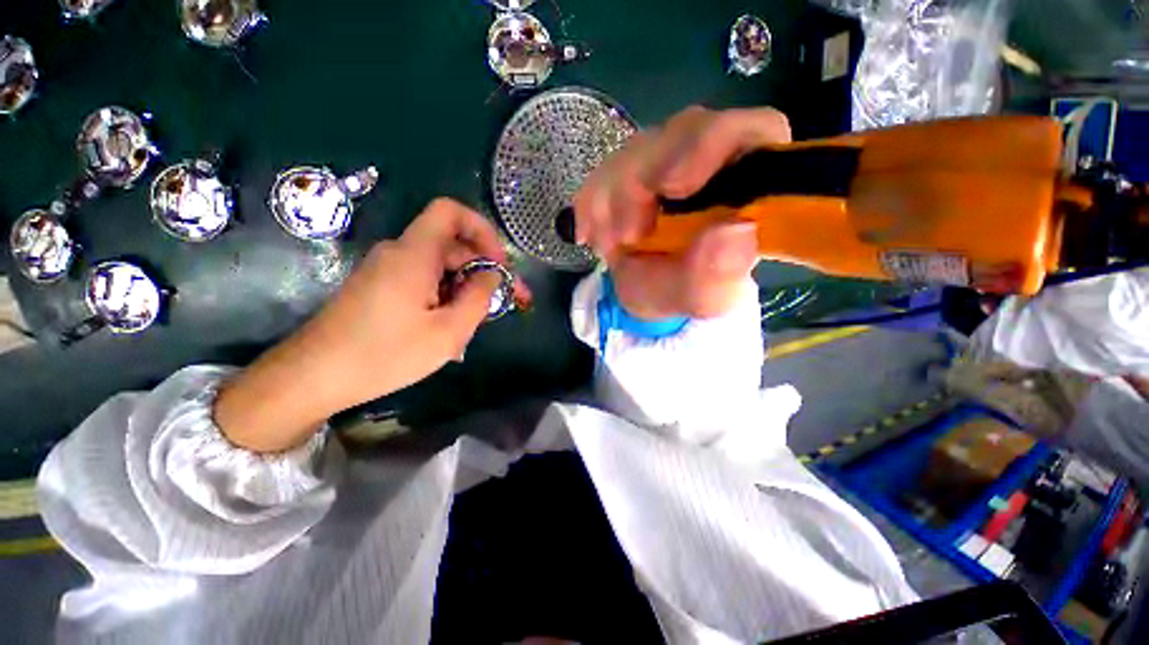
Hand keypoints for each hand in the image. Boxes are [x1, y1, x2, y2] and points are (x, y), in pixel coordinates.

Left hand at [216, 198, 528, 452]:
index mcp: (414, 254)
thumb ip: (479, 298)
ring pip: (440, 267)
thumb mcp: (448, 332)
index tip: (498, 263)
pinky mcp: (381, 287)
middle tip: (504, 304)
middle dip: (483, 270)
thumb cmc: (385, 355)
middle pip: (452, 245)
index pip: (450, 212)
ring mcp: (387, 270)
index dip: (482, 229)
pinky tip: (449, 328)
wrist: (313, 377)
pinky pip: (424, 281)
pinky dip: (445, 297)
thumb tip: (491, 276)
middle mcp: (399, 253)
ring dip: (464, 289)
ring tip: (474, 325)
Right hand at [574, 106, 790, 318]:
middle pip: (682, 133)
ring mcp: (669, 162)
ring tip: (609, 245)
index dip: (711, 144)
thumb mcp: (705, 299)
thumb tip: (734, 233)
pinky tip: (590, 234)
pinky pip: (606, 170)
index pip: (750, 131)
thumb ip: (720, 275)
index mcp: (748, 186)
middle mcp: (711, 162)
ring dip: (612, 197)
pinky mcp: (633, 173)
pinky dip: (592, 203)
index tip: (671, 186)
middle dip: (644, 181)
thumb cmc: (687, 294)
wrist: (653, 295)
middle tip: (626, 236)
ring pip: (639, 150)